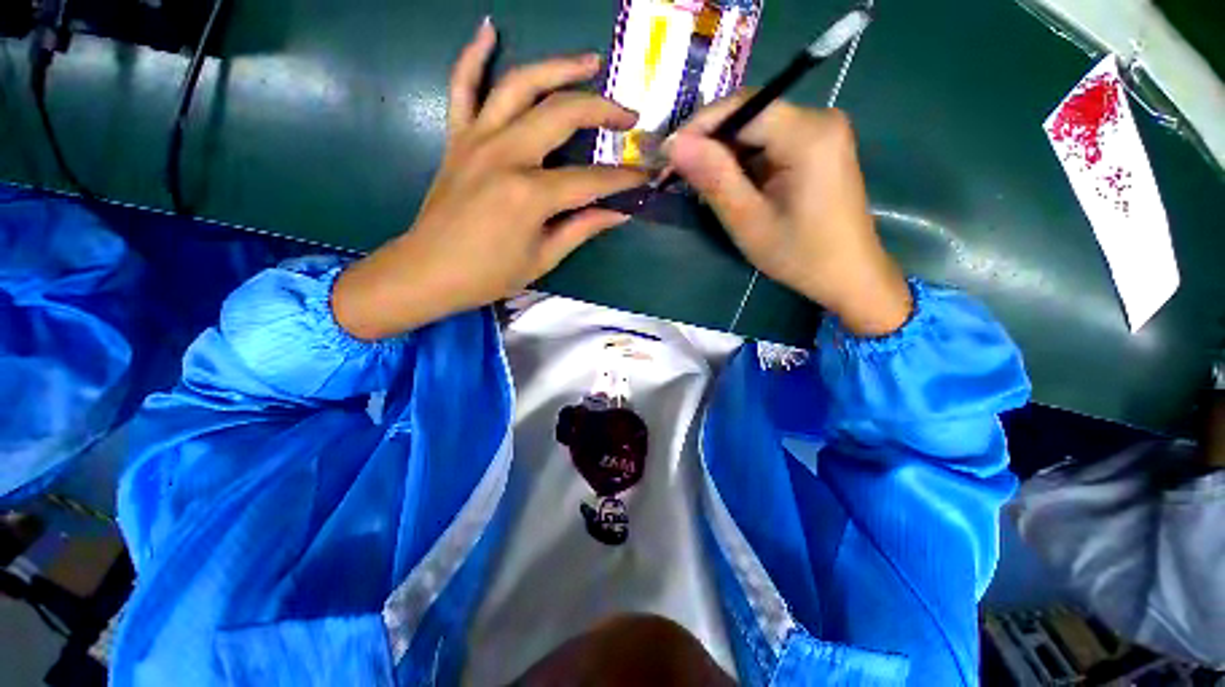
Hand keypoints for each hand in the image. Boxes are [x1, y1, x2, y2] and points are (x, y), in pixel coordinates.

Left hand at [333, 18, 646, 339]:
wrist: (428, 271)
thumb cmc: (489, 274)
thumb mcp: (542, 258)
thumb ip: (582, 228)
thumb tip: (619, 213)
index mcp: (530, 194)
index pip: (590, 179)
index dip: (623, 179)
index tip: (645, 176)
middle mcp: (506, 155)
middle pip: (563, 114)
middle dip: (603, 111)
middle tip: (629, 116)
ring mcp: (477, 139)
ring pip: (521, 85)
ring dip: (558, 67)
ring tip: (589, 61)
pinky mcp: (456, 138)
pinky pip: (462, 86)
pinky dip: (473, 55)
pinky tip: (489, 29)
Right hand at [665, 95, 910, 336]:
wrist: (848, 275)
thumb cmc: (799, 254)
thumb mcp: (748, 220)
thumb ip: (713, 178)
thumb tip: (674, 144)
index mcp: (809, 134)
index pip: (743, 107)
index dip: (700, 126)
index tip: (668, 155)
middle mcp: (820, 120)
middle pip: (750, 115)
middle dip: (711, 143)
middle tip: (679, 174)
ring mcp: (822, 133)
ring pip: (757, 131)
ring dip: (725, 156)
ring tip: (701, 187)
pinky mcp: (819, 149)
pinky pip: (770, 145)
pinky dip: (744, 163)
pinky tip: (730, 187)